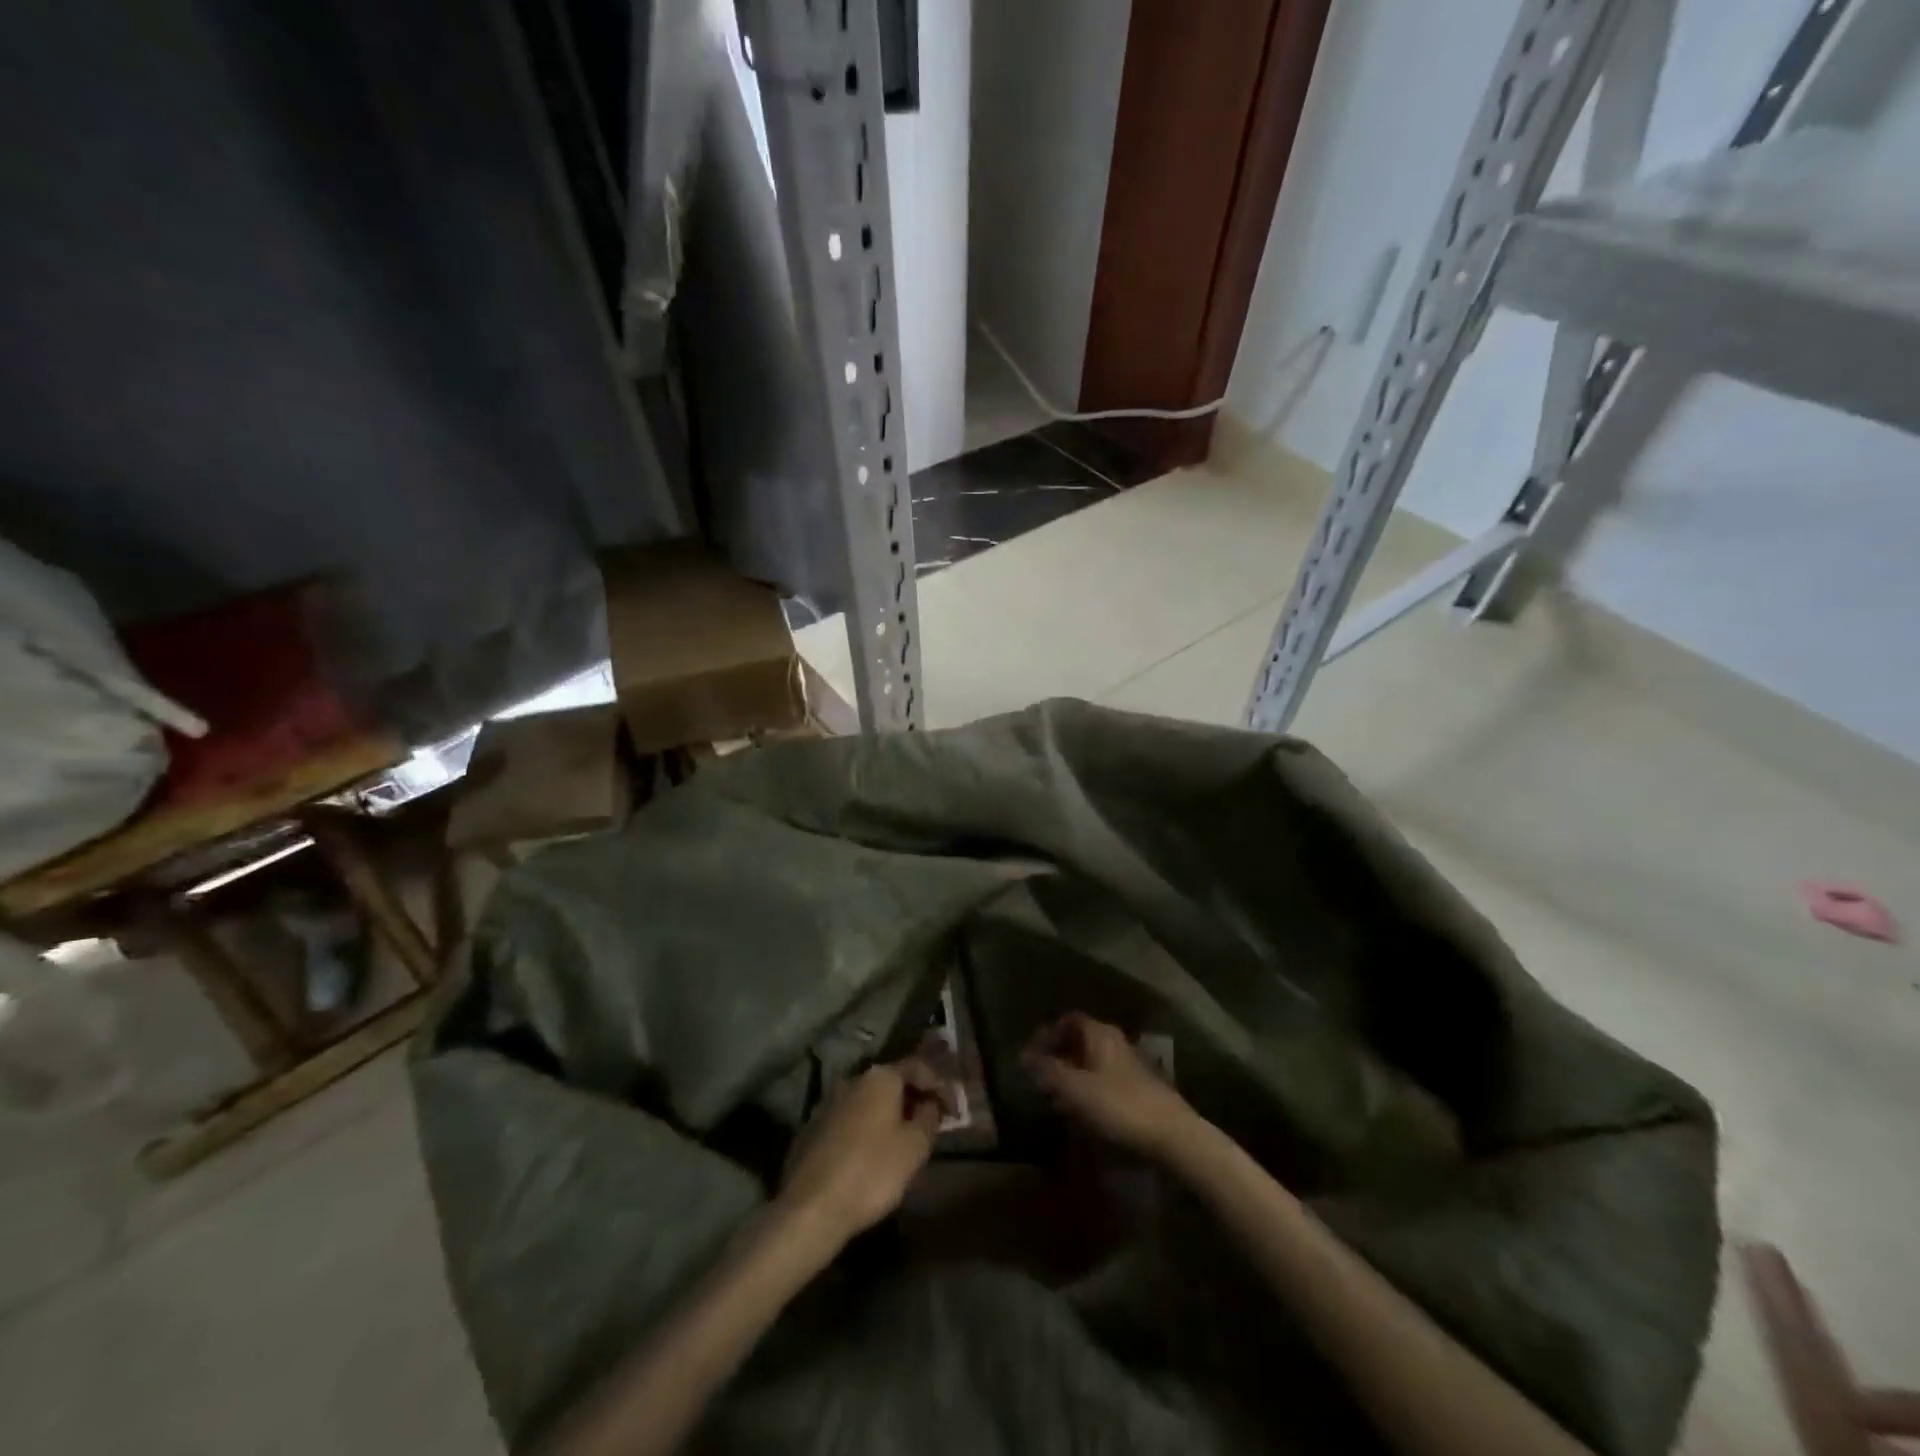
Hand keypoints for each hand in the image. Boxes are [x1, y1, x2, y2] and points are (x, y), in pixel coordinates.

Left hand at [776, 1059, 952, 1245]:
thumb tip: (930, 1104)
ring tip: (903, 1140)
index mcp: (880, 1077)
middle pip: (891, 1082)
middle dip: (913, 1099)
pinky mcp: (813, 1127)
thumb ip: (929, 1118)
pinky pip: (850, 1119)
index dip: (939, 1085)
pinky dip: (866, 1128)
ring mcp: (828, 1102)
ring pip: (869, 1101)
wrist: (811, 1208)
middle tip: (930, 1123)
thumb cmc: (872, 1172)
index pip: (918, 1067)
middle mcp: (853, 1079)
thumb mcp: (915, 1147)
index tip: (953, 1108)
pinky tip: (872, 1153)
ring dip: (889, 1114)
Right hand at [1023, 1013, 1196, 1160]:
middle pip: (1081, 1040)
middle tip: (1040, 1076)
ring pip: (1093, 1061)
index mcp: (1100, 1034)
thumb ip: (1049, 1071)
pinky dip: (1087, 1089)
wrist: (1172, 1135)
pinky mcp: (1138, 1089)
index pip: (1069, 1020)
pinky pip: (1104, 1080)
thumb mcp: (1075, 1089)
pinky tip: (1081, 1111)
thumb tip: (1026, 1057)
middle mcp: (1116, 1042)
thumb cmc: (1119, 1106)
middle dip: (1058, 1055)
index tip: (1031, 1055)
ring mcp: (1129, 1065)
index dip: (1047, 1034)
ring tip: (1055, 1097)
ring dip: (1072, 1074)